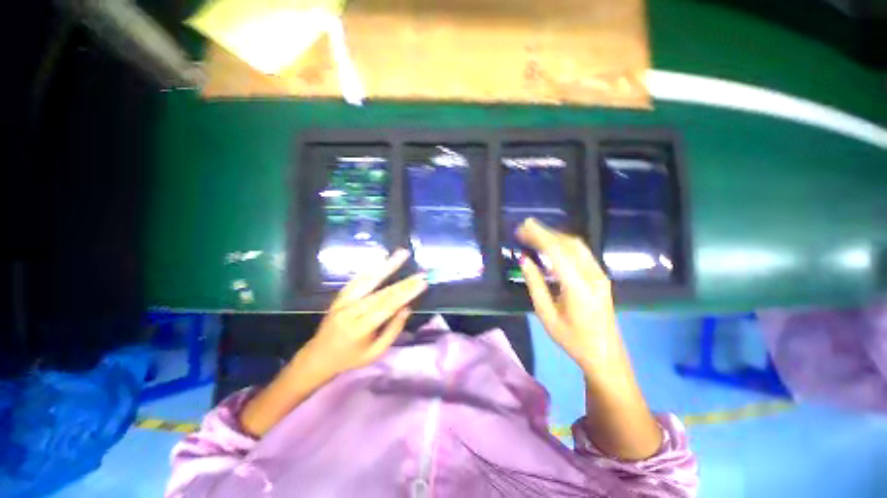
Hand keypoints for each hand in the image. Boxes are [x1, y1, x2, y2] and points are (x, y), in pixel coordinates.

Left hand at [301, 248, 427, 377]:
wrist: (318, 356)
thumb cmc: (350, 358)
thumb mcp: (375, 353)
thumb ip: (392, 330)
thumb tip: (407, 307)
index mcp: (360, 329)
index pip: (387, 307)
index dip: (406, 293)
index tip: (422, 283)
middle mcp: (351, 311)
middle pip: (381, 293)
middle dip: (404, 282)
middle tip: (421, 273)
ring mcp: (344, 301)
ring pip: (368, 279)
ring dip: (387, 265)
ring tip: (402, 253)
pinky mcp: (340, 295)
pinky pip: (358, 279)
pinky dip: (372, 268)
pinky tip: (383, 258)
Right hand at [516, 219, 625, 376]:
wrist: (606, 355)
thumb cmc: (572, 339)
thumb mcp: (546, 315)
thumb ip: (535, 284)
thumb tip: (524, 259)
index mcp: (578, 287)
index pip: (557, 252)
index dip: (538, 236)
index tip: (522, 228)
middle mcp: (592, 275)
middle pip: (568, 243)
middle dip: (544, 232)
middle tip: (524, 227)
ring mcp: (600, 274)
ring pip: (576, 245)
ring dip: (554, 235)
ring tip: (534, 233)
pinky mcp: (600, 276)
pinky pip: (581, 252)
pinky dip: (563, 243)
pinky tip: (551, 244)